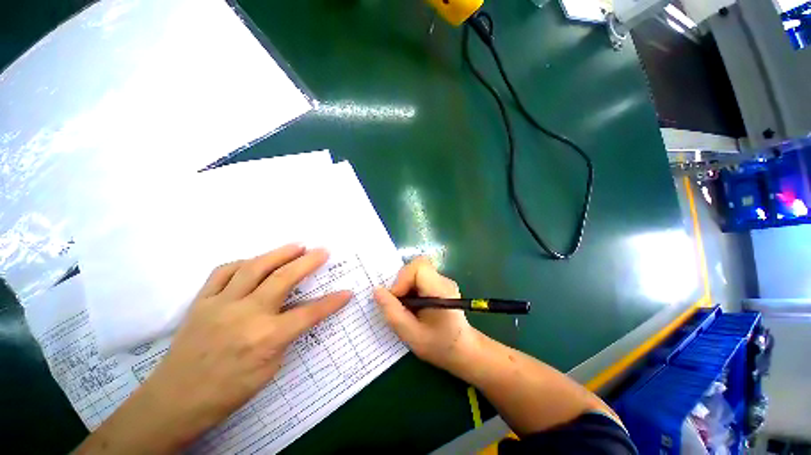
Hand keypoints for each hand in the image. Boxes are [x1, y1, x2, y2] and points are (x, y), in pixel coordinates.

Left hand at [78, 245, 351, 453]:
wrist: (176, 399)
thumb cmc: (229, 390)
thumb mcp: (270, 369)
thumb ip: (287, 335)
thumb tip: (300, 314)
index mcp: (266, 337)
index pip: (309, 313)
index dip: (332, 302)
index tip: (347, 292)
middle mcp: (246, 315)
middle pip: (283, 279)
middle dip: (308, 262)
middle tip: (323, 250)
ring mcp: (221, 304)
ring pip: (254, 267)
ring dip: (280, 253)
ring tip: (296, 245)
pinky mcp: (202, 301)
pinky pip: (223, 272)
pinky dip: (243, 262)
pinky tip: (255, 261)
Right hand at [374, 257, 473, 370]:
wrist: (463, 350)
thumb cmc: (439, 346)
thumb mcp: (411, 335)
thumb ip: (393, 313)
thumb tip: (377, 291)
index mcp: (441, 291)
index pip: (419, 267)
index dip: (402, 279)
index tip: (397, 300)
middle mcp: (443, 280)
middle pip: (416, 266)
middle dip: (402, 282)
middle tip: (399, 304)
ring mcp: (443, 280)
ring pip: (416, 271)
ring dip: (405, 286)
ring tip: (406, 306)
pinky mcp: (439, 284)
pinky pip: (419, 277)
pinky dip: (410, 288)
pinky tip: (413, 305)